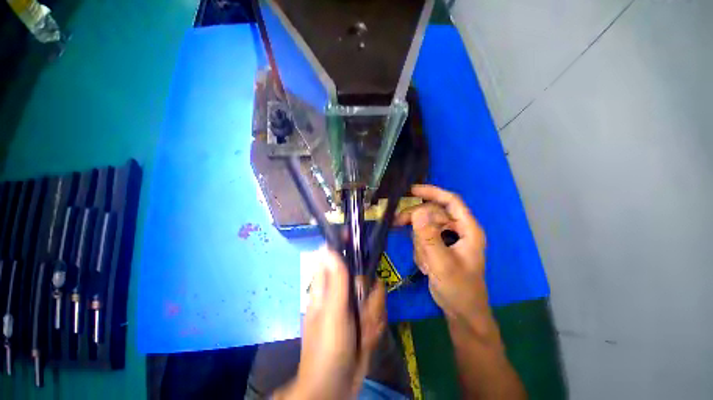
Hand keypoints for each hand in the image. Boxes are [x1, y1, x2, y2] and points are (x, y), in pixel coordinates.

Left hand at [274, 248, 385, 399]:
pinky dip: (375, 327)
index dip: (342, 243)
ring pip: (375, 294)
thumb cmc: (328, 348)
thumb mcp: (333, 312)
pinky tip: (366, 341)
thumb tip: (329, 248)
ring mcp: (355, 305)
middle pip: (363, 275)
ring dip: (372, 315)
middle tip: (362, 310)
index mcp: (327, 285)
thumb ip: (335, 280)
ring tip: (362, 332)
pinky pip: (379, 311)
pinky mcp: (365, 317)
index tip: (354, 237)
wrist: (336, 387)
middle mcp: (342, 291)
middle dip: (368, 295)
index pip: (333, 255)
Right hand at [395, 184, 489, 328]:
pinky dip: (419, 250)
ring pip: (424, 227)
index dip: (432, 192)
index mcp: (467, 229)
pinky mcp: (438, 246)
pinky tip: (426, 266)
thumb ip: (429, 237)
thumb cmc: (459, 289)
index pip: (450, 201)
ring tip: (425, 262)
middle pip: (431, 213)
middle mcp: (457, 229)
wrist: (460, 312)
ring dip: (418, 242)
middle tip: (396, 224)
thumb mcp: (442, 263)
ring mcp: (446, 238)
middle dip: (415, 221)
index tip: (411, 190)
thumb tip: (417, 211)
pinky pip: (422, 238)